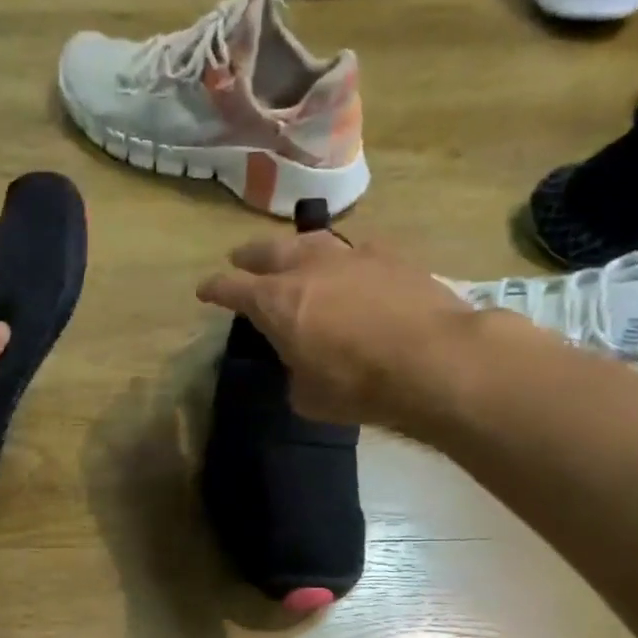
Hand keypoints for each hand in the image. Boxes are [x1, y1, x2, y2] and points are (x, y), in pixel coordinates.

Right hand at [196, 231, 483, 429]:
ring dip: (295, 247)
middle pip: (268, 251)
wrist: (433, 359)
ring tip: (291, 252)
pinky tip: (350, 266)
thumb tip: (302, 366)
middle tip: (240, 258)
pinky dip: (343, 258)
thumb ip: (295, 374)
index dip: (215, 289)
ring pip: (312, 241)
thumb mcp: (308, 397)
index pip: (232, 289)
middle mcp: (308, 268)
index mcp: (277, 302)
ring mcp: (351, 256)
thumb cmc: (358, 385)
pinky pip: (356, 250)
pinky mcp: (390, 257)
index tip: (204, 290)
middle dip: (249, 256)